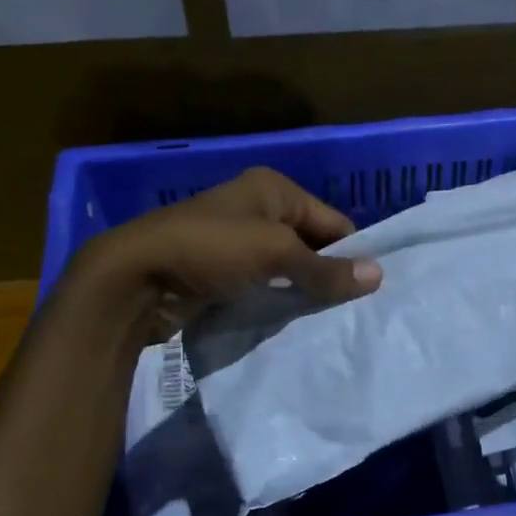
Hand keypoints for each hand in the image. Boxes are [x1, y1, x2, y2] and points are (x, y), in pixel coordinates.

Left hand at [70, 167, 381, 338]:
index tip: (372, 290)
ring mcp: (236, 241)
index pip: (332, 221)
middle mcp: (257, 209)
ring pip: (286, 269)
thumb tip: (379, 276)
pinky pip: (263, 285)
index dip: (352, 253)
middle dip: (327, 275)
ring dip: (302, 292)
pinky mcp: (221, 271)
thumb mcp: (276, 254)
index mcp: (274, 189)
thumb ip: (326, 269)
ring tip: (329, 322)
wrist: (135, 277)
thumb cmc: (212, 250)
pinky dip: (277, 301)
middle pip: (310, 244)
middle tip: (354, 311)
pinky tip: (293, 325)